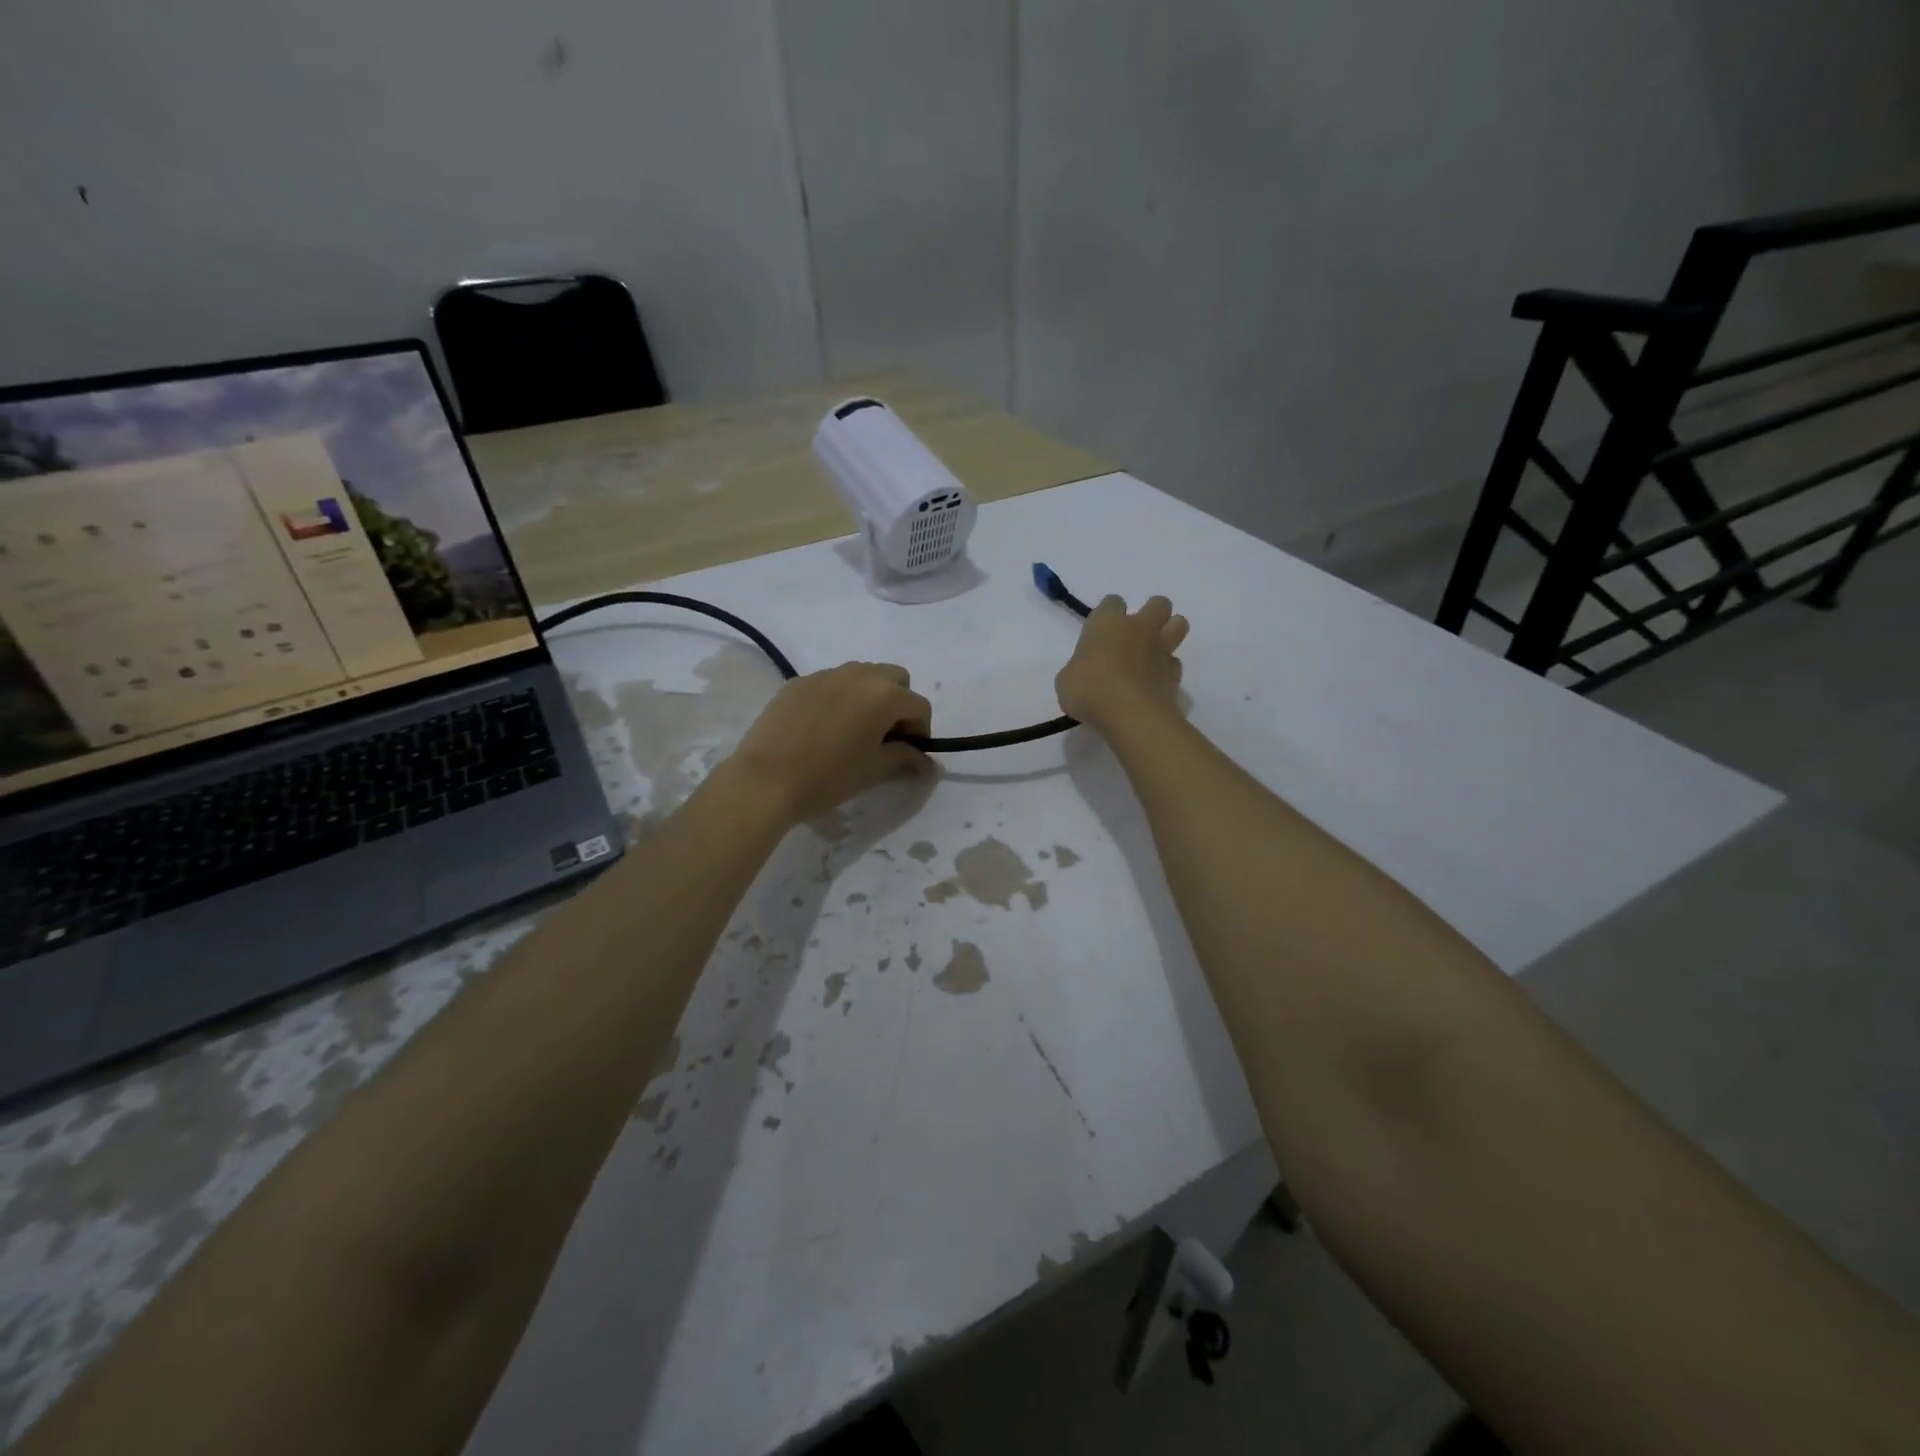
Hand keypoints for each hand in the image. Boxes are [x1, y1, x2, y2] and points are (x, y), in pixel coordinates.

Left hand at [718, 663, 932, 825]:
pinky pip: (831, 683)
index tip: (909, 755)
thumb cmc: (829, 777)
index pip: (919, 706)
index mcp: (884, 694)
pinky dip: (839, 698)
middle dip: (898, 704)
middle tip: (885, 736)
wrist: (765, 780)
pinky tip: (823, 728)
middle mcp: (859, 674)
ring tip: (854, 730)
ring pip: (862, 675)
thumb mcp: (874, 770)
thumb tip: (928, 764)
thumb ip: (906, 758)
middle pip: (895, 679)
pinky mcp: (798, 682)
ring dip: (869, 697)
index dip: (921, 732)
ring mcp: (825, 674)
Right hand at [1056, 595, 1188, 730]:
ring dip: (1170, 632)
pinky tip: (1156, 682)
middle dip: (1152, 613)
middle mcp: (1139, 628)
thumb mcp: (1067, 680)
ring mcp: (1161, 650)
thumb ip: (1079, 669)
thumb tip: (1084, 675)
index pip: (1112, 602)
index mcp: (1107, 623)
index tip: (1101, 630)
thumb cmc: (1089, 690)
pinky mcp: (1175, 674)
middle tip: (1137, 634)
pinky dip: (1168, 670)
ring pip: (1179, 624)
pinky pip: (1176, 663)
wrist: (1129, 714)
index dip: (1108, 613)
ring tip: (1154, 651)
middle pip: (1159, 604)